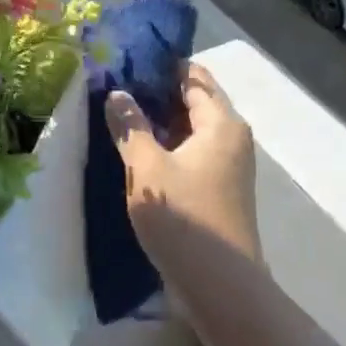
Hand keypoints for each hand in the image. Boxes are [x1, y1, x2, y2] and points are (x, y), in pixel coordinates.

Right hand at [105, 63, 259, 275]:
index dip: (161, 66)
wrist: (220, 284)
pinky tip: (138, 154)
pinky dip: (167, 148)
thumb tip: (116, 94)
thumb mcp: (147, 168)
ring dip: (159, 124)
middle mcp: (232, 138)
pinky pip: (192, 155)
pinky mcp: (219, 190)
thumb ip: (130, 128)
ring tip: (119, 118)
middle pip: (194, 102)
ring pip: (191, 132)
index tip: (126, 61)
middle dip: (156, 94)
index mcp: (221, 123)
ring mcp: (228, 166)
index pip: (193, 77)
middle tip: (114, 89)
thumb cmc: (184, 217)